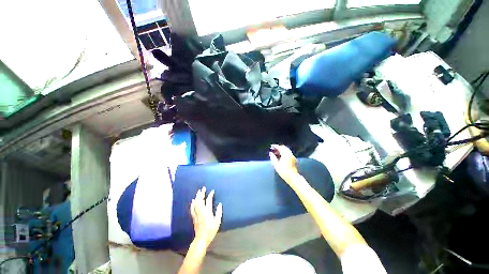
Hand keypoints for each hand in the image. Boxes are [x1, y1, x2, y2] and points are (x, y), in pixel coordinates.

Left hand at [190, 187, 222, 247]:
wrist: (201, 239)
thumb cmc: (211, 230)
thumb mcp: (217, 221)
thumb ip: (218, 212)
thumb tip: (219, 204)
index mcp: (207, 211)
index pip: (208, 200)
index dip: (210, 195)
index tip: (212, 191)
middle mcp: (201, 211)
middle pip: (200, 200)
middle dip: (201, 193)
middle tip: (203, 188)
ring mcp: (196, 214)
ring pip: (196, 203)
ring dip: (197, 197)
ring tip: (198, 192)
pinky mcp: (194, 217)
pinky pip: (192, 208)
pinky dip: (193, 203)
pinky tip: (193, 201)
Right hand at [269, 145, 299, 184]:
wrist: (292, 177)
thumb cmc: (283, 171)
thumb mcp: (276, 165)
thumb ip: (273, 158)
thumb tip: (270, 153)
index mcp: (285, 154)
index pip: (280, 147)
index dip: (275, 146)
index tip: (271, 146)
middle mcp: (289, 153)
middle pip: (283, 147)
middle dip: (278, 147)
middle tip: (273, 149)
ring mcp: (292, 156)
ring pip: (286, 150)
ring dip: (281, 150)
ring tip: (276, 152)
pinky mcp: (293, 159)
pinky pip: (288, 153)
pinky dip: (284, 152)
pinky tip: (280, 156)